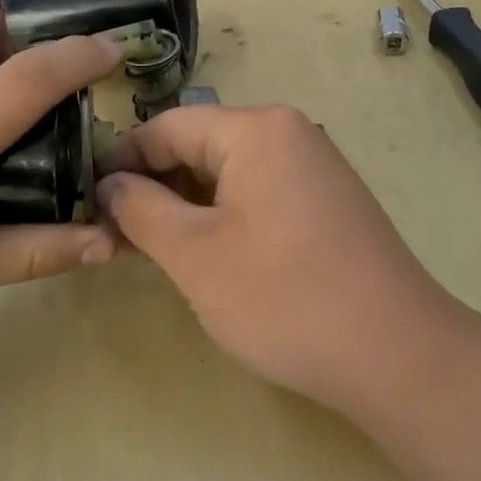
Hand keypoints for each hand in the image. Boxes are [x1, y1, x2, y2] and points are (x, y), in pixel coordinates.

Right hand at [95, 105, 452, 412]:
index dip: (121, 160)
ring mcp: (314, 169)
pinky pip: (260, 194)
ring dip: (186, 205)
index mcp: (257, 130)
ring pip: (229, 173)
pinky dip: (223, 216)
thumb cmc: (284, 298)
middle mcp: (290, 134)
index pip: (168, 126)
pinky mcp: (327, 204)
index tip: (85, 199)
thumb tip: (109, 183)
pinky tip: (205, 254)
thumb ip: (141, 209)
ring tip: (151, 249)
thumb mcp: (195, 254)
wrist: (396, 353)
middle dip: (153, 185)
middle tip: (114, 234)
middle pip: (200, 145)